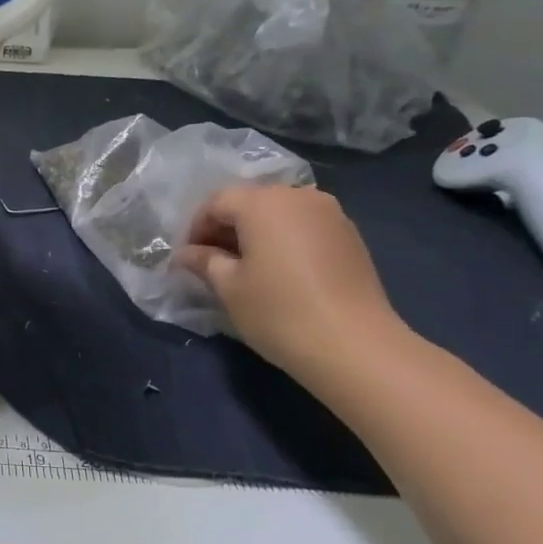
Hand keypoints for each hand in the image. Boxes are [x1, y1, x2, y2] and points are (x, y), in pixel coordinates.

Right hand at [177, 184, 408, 380]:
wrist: (356, 347)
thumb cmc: (278, 311)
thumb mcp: (228, 286)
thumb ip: (204, 261)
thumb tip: (187, 254)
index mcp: (262, 202)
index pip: (216, 202)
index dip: (195, 228)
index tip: (187, 258)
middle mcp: (298, 196)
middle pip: (249, 202)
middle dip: (225, 227)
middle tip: (211, 261)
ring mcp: (330, 214)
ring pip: (279, 213)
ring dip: (256, 233)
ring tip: (244, 267)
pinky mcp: (350, 236)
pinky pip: (304, 226)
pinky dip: (284, 240)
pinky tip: (279, 271)